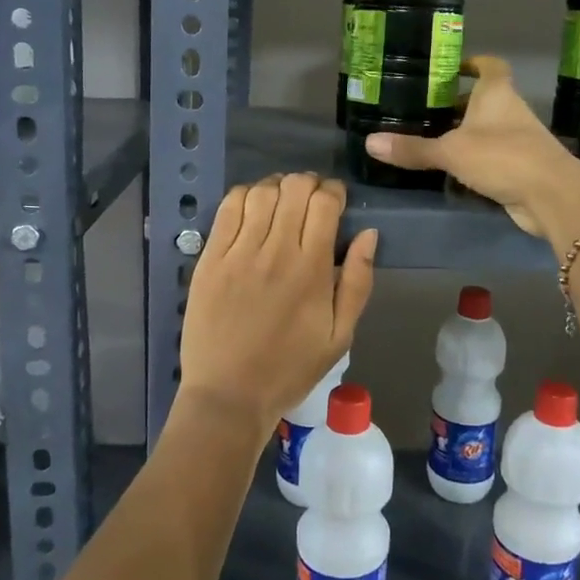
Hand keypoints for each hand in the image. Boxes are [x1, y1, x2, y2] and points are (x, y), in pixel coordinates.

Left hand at [177, 174, 376, 443]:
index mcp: (312, 269)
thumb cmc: (290, 368)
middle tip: (310, 200)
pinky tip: (252, 208)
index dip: (334, 191)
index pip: (325, 203)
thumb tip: (368, 234)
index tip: (336, 201)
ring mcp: (238, 253)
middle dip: (308, 184)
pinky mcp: (210, 259)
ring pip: (261, 192)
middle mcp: (276, 251)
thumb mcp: (340, 336)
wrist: (229, 396)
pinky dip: (244, 196)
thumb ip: (358, 282)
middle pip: (294, 188)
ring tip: (282, 201)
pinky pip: (227, 209)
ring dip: (277, 187)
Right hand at [365, 55, 579, 243]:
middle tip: (427, 108)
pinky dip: (476, 158)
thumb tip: (370, 143)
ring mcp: (519, 139)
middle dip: (460, 103)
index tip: (452, 68)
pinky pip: (493, 155)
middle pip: (485, 99)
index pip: (490, 66)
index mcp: (497, 93)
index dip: (473, 63)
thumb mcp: (451, 151)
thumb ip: (413, 148)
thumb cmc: (502, 157)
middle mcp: (511, 110)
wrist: (552, 195)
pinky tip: (453, 169)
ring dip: (467, 132)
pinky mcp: (522, 166)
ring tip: (433, 138)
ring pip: (489, 128)